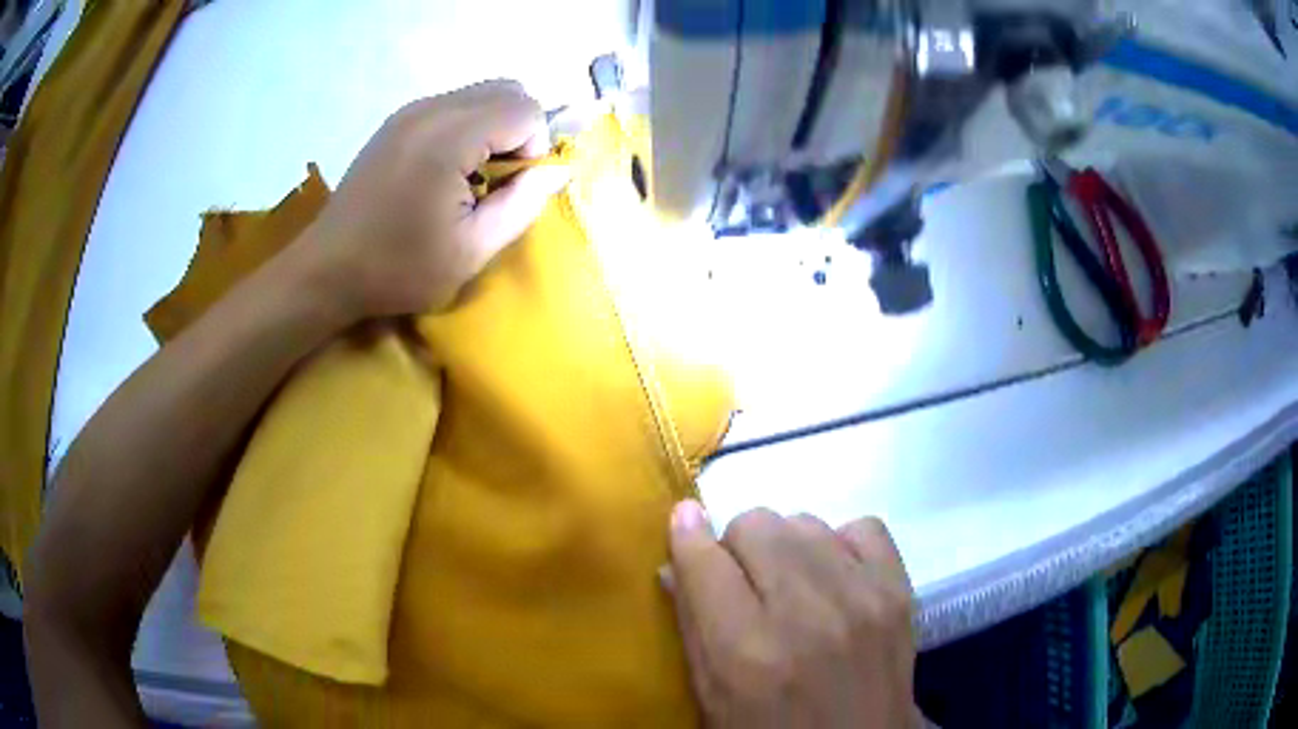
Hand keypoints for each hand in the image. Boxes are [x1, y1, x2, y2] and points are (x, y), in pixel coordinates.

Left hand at [299, 79, 570, 321]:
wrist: (327, 270)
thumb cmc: (399, 267)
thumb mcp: (471, 250)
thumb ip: (523, 204)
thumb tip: (558, 169)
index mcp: (451, 136)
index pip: (526, 109)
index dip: (534, 147)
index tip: (509, 188)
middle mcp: (432, 108)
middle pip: (508, 89)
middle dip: (519, 130)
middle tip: (496, 180)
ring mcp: (410, 111)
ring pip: (481, 93)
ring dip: (493, 128)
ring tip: (470, 178)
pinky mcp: (396, 121)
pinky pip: (453, 105)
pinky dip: (468, 127)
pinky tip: (444, 171)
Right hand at [667, 503, 917, 727]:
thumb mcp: (712, 697)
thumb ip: (691, 628)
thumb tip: (674, 562)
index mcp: (746, 653)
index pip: (704, 560)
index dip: (687, 535)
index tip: (685, 525)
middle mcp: (805, 615)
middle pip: (757, 525)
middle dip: (739, 546)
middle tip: (744, 580)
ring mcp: (861, 598)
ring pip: (804, 522)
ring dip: (787, 548)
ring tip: (792, 585)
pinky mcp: (899, 592)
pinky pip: (864, 527)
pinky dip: (841, 545)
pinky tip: (836, 577)